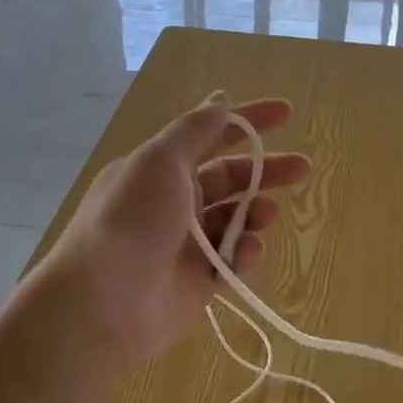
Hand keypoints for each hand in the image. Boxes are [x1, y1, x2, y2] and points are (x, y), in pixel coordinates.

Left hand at [36, 92, 309, 372]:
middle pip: (231, 177)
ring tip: (267, 215)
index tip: (286, 113)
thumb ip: (196, 130)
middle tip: (302, 168)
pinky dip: (245, 251)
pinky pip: (233, 258)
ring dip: (256, 211)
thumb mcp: (161, 162)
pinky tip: (248, 251)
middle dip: (267, 170)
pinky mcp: (199, 280)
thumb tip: (220, 98)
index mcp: (162, 167)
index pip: (212, 134)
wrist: (101, 305)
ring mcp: (188, 242)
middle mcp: (175, 200)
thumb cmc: (131, 220)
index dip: (248, 121)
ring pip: (236, 218)